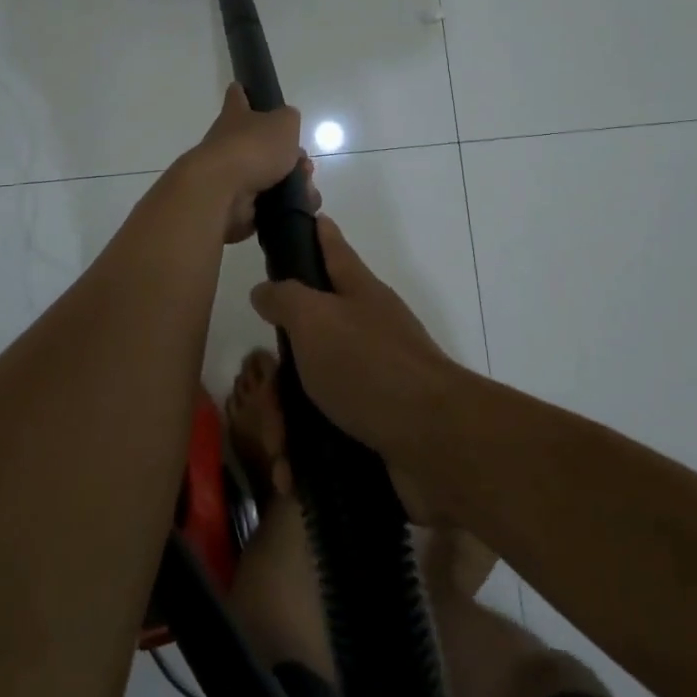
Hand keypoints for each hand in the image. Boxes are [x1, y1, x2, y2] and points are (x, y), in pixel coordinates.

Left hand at [181, 83, 317, 245]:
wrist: (222, 194)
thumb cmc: (252, 148)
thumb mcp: (283, 122)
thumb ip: (289, 119)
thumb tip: (287, 123)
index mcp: (235, 116)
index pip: (237, 96)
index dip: (244, 92)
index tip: (246, 90)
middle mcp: (229, 144)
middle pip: (261, 144)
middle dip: (288, 155)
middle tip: (304, 163)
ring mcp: (231, 177)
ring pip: (270, 176)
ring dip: (292, 182)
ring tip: (306, 189)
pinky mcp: (237, 206)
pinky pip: (269, 205)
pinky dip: (286, 207)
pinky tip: (300, 206)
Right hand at [248, 215, 466, 518]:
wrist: (434, 443)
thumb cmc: (369, 367)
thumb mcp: (316, 319)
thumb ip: (285, 298)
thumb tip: (265, 290)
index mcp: (356, 294)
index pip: (331, 248)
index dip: (313, 233)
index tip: (297, 220)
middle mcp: (363, 332)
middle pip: (303, 338)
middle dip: (275, 376)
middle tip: (263, 398)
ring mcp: (368, 382)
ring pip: (306, 392)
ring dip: (283, 425)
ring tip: (281, 452)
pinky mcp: (370, 428)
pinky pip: (321, 436)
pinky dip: (302, 456)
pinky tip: (292, 476)